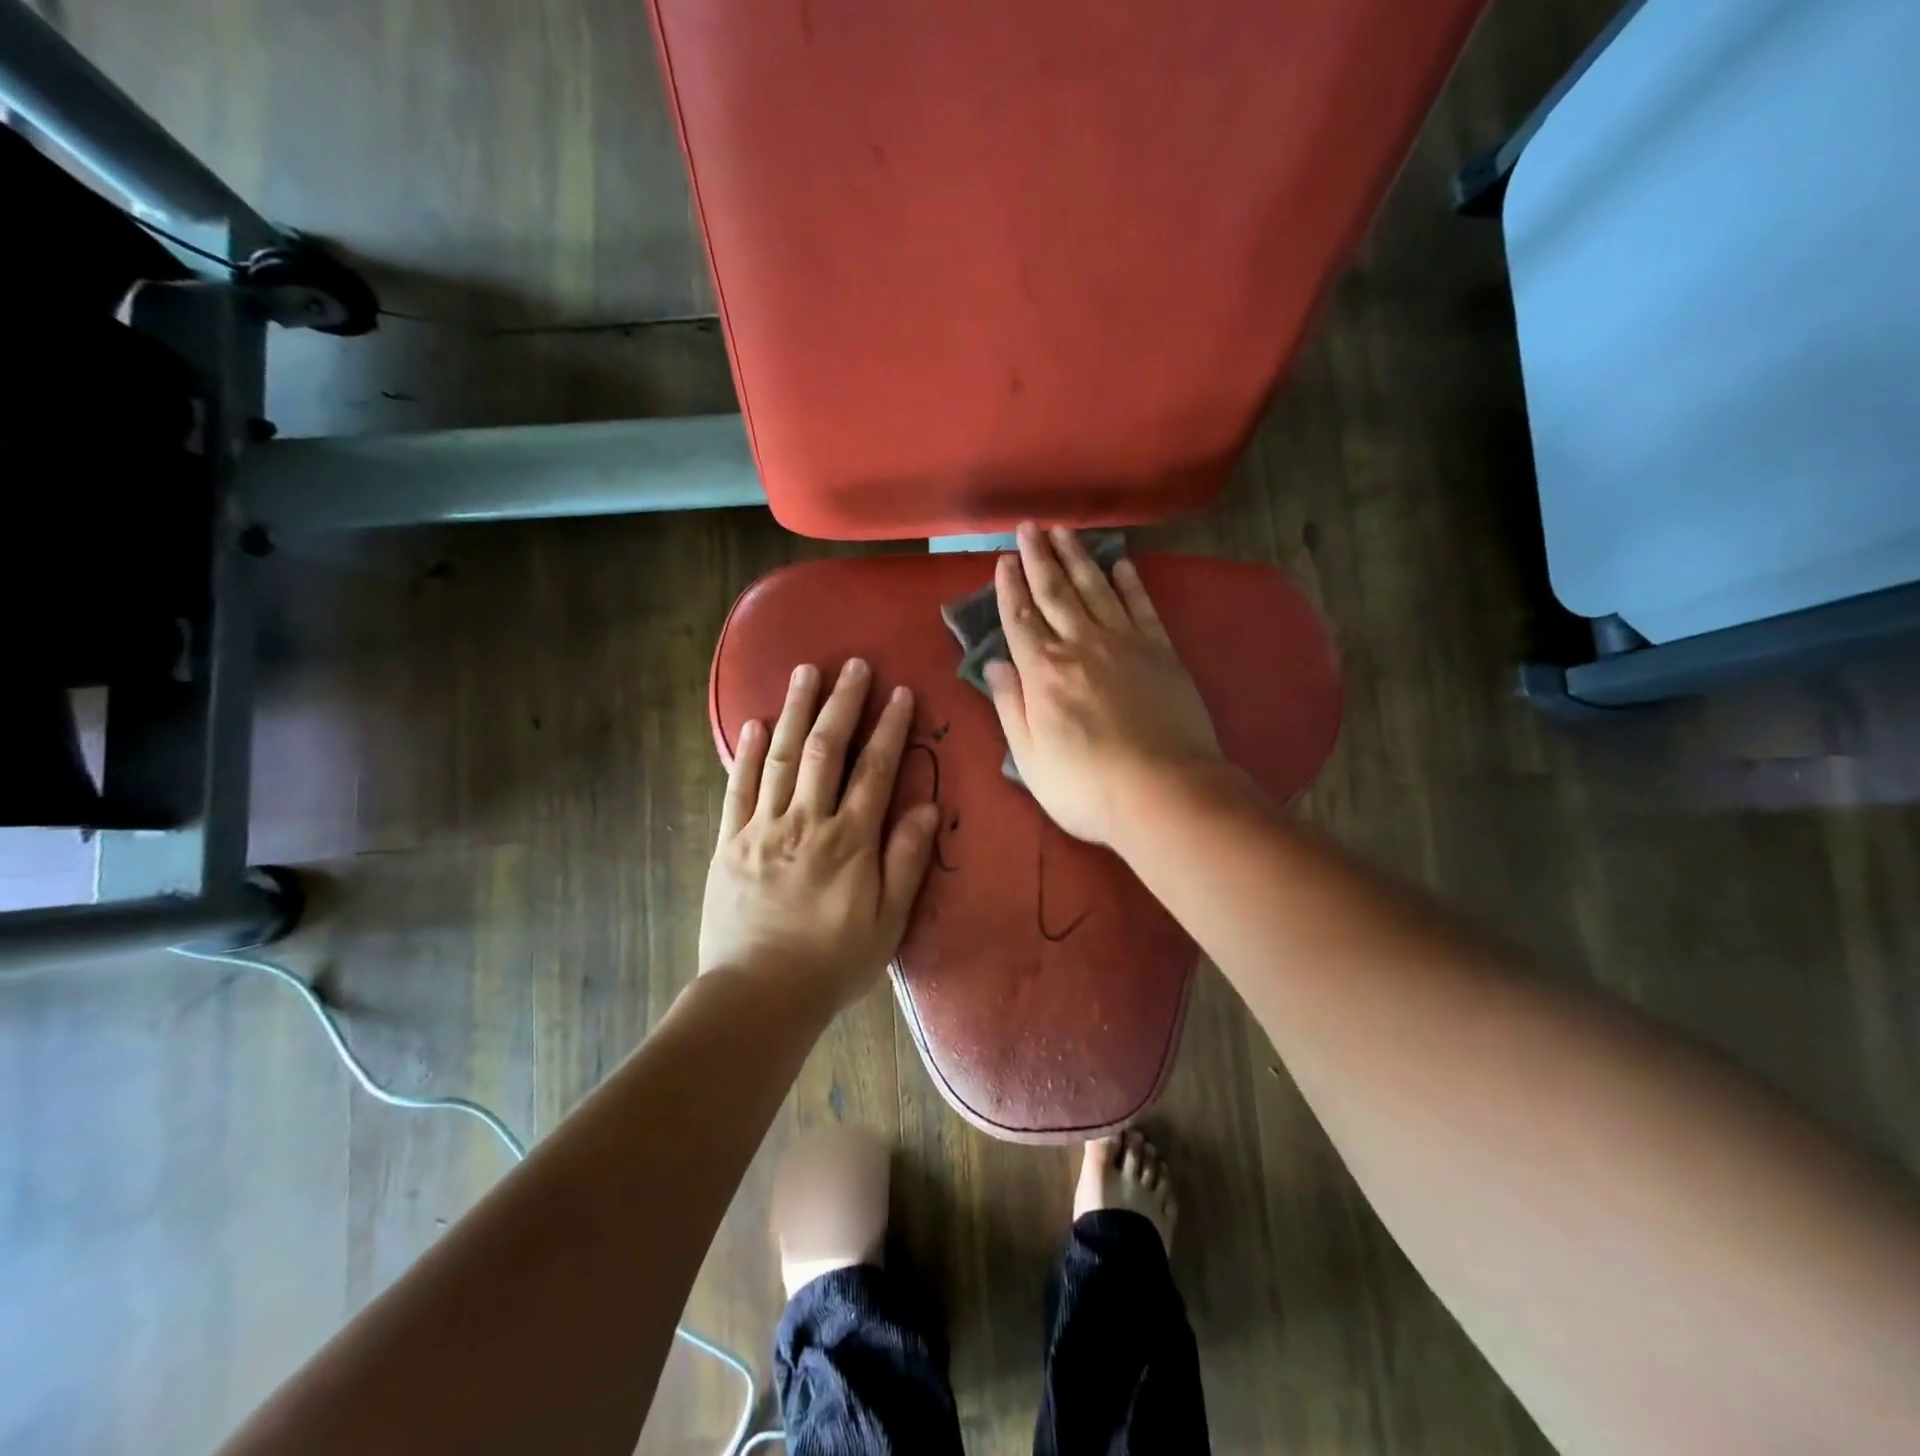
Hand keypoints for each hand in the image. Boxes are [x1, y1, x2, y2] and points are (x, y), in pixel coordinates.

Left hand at [699, 658, 942, 1013]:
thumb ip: (906, 860)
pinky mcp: (730, 843)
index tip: (899, 693)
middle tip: (852, 664)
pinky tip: (754, 724)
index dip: (889, 728)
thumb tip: (926, 806)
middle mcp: (806, 822)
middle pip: (825, 749)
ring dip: (794, 711)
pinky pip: (738, 789)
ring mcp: (762, 829)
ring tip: (804, 671)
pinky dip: (747, 754)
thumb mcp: (888, 922)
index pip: (874, 770)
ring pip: (781, 757)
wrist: (758, 997)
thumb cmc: (832, 963)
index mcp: (849, 841)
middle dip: (841, 703)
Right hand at [985, 523, 1224, 846]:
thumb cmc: (1086, 786)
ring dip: (1078, 558)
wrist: (1164, 792)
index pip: (1020, 620)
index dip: (1009, 589)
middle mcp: (1081, 646)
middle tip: (1029, 526)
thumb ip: (1010, 705)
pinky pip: (1141, 606)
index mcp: (1043, 672)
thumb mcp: (1029, 758)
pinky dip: (1130, 582)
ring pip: (1095, 589)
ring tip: (1064, 531)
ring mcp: (1124, 644)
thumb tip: (994, 663)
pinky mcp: (1161, 651)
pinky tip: (1121, 564)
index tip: (1003, 561)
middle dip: (1038, 558)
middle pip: (1055, 593)